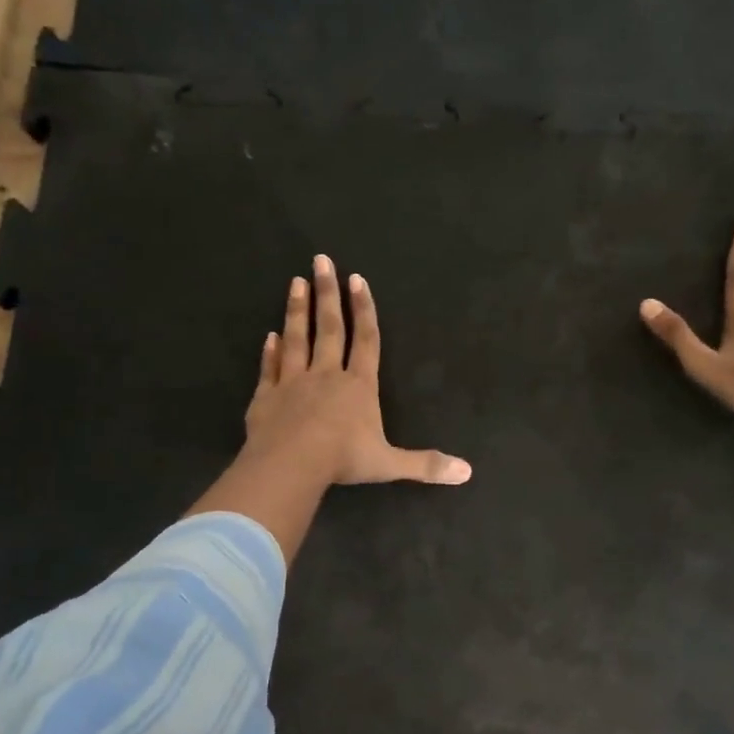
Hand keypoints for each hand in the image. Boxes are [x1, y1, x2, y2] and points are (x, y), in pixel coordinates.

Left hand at [245, 254, 470, 486]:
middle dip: (327, 293)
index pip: (366, 340)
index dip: (364, 309)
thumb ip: (425, 465)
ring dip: (297, 310)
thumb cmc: (342, 459)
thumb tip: (467, 472)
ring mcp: (293, 382)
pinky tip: (269, 336)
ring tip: (295, 282)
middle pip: (329, 328)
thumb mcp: (389, 464)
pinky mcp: (266, 396)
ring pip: (297, 339)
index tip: (357, 279)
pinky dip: (270, 352)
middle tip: (320, 261)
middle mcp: (326, 375)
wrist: (289, 465)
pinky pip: (269, 369)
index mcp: (358, 386)